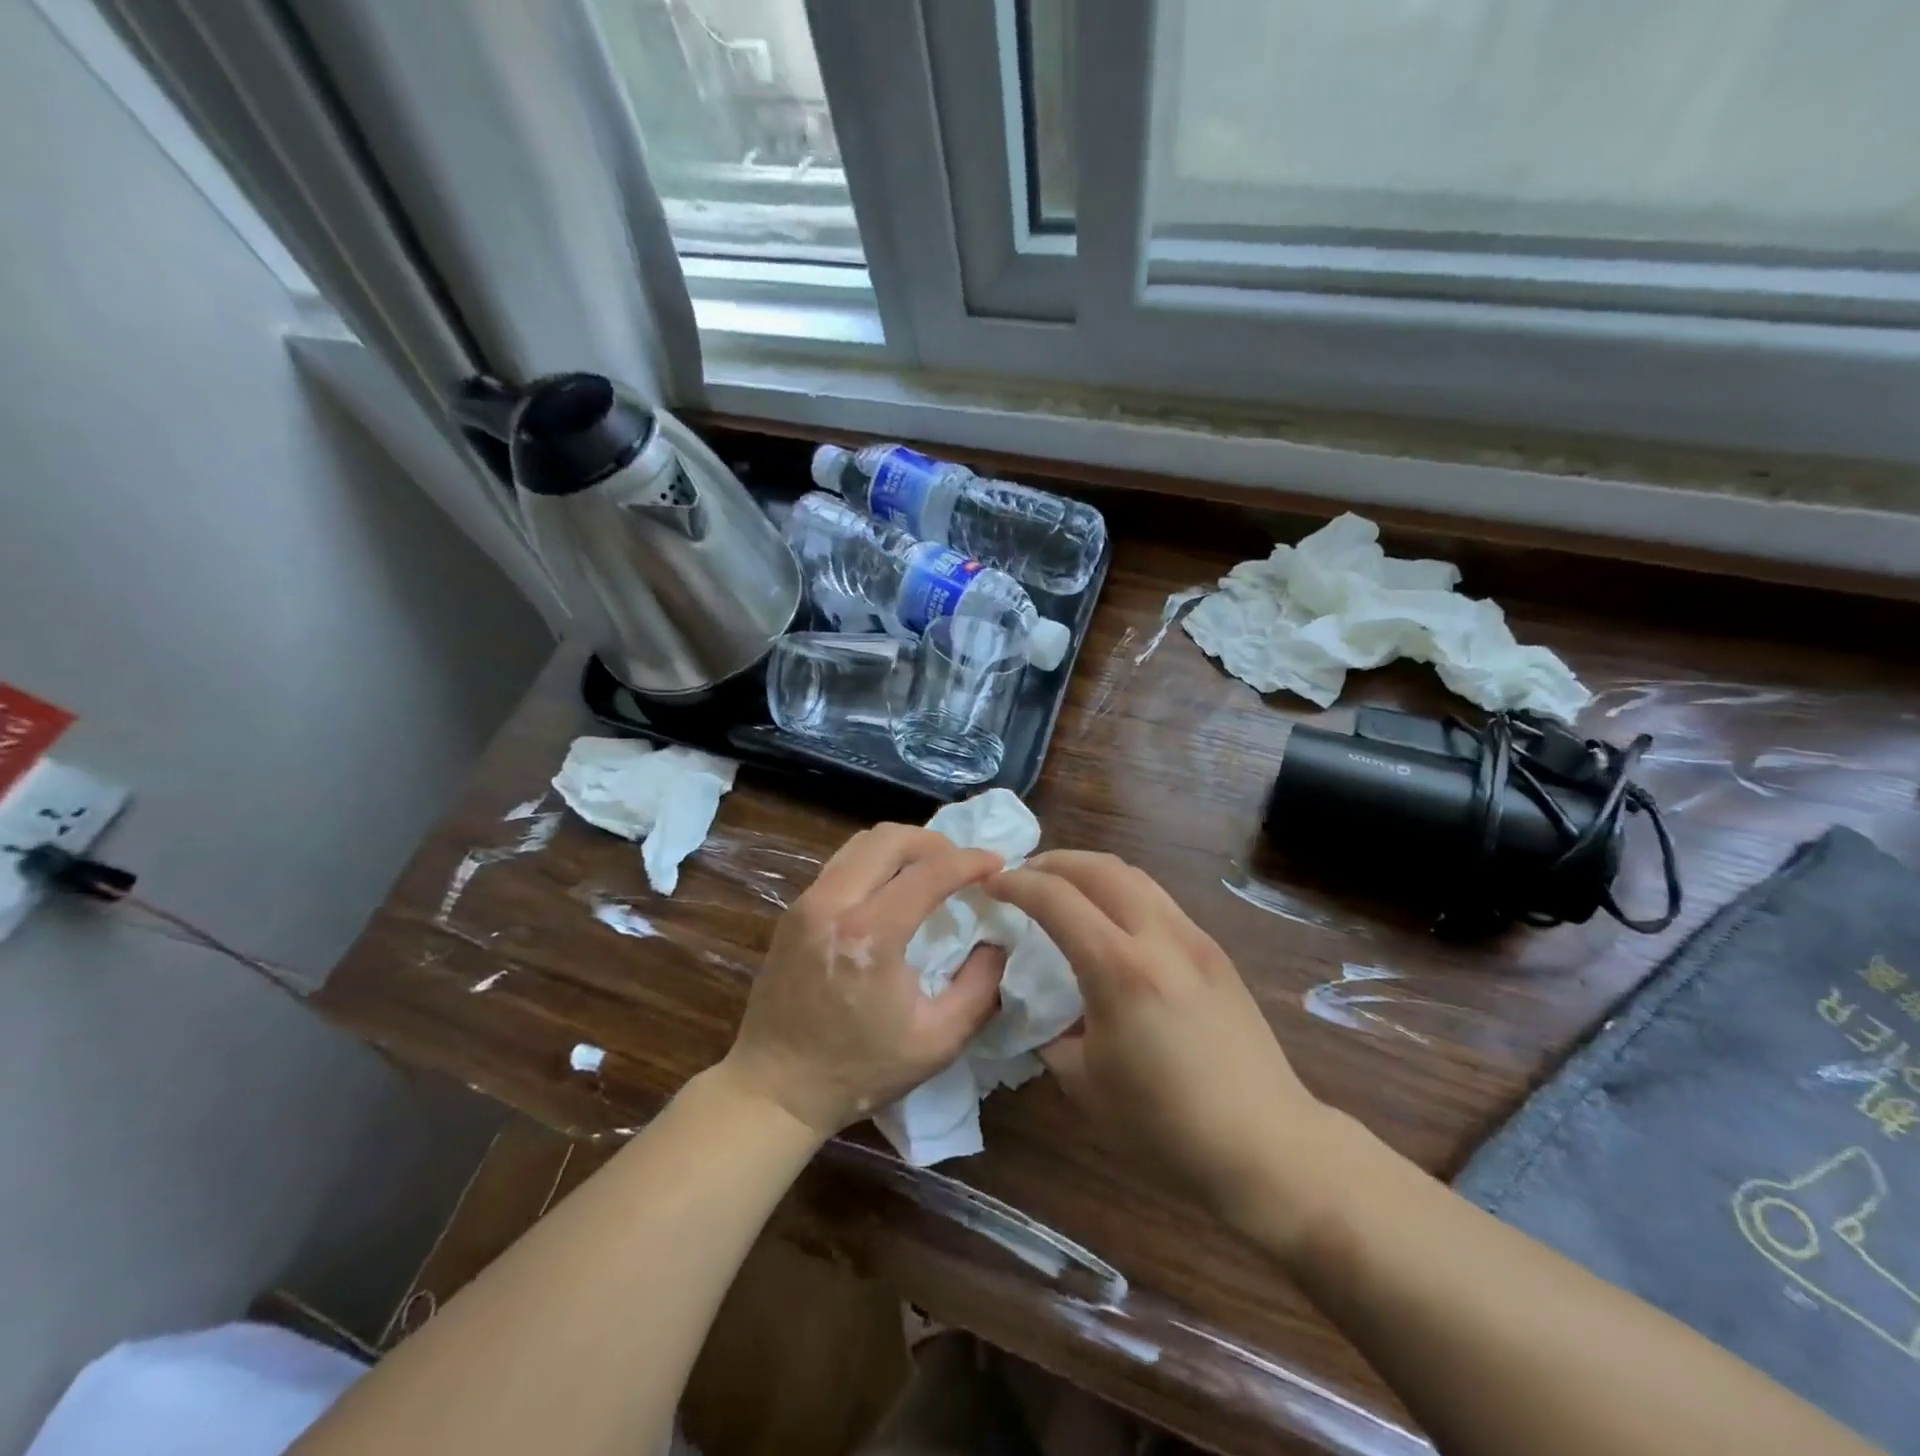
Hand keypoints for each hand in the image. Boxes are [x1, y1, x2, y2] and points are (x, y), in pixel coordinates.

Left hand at [723, 824, 1007, 1137]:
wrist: (775, 1088)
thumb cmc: (859, 1070)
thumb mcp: (938, 1041)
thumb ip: (980, 987)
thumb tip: (997, 943)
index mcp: (870, 935)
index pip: (929, 872)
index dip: (970, 861)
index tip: (998, 863)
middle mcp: (833, 904)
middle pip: (890, 838)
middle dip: (935, 842)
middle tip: (962, 864)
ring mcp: (807, 903)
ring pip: (862, 843)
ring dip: (903, 847)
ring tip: (930, 869)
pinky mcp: (794, 911)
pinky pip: (842, 863)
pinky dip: (876, 862)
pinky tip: (893, 887)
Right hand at [985, 851, 1333, 1235]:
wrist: (1268, 1146)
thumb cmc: (1167, 1127)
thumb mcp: (1086, 1086)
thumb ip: (1053, 1035)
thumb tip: (1043, 1012)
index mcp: (1121, 970)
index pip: (1057, 899)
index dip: (1017, 885)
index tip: (990, 885)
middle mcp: (1159, 937)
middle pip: (1100, 868)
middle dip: (1053, 862)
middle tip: (1023, 876)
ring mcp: (1194, 939)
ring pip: (1134, 876)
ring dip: (1090, 871)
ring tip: (1063, 888)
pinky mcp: (1214, 951)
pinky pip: (1157, 900)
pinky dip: (1120, 892)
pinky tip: (1110, 921)